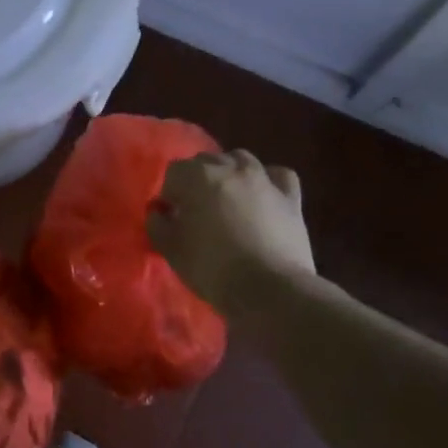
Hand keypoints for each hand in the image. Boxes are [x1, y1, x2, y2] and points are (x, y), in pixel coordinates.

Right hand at [147, 151, 315, 313]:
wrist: (268, 288)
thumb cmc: (211, 267)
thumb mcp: (170, 249)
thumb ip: (157, 224)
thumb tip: (158, 211)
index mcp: (196, 177)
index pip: (174, 171)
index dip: (169, 193)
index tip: (171, 216)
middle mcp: (229, 168)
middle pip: (206, 160)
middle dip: (197, 179)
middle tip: (196, 209)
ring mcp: (263, 180)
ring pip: (241, 159)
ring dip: (229, 172)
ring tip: (227, 198)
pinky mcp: (290, 197)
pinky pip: (278, 175)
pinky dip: (268, 179)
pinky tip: (263, 194)